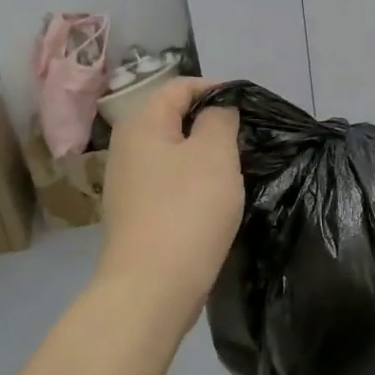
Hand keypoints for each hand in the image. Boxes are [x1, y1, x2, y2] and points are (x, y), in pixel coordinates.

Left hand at [96, 78, 242, 334]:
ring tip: (234, 169)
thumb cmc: (188, 210)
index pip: (178, 87)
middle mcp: (126, 149)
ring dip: (202, 156)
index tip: (247, 104)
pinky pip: (168, 184)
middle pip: (172, 120)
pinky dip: (191, 183)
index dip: (214, 88)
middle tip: (245, 138)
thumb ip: (219, 119)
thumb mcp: (215, 153)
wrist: (152, 286)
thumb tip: (217, 110)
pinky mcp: (135, 215)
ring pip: (171, 154)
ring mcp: (127, 185)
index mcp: (141, 125)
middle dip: (210, 123)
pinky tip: (212, 201)